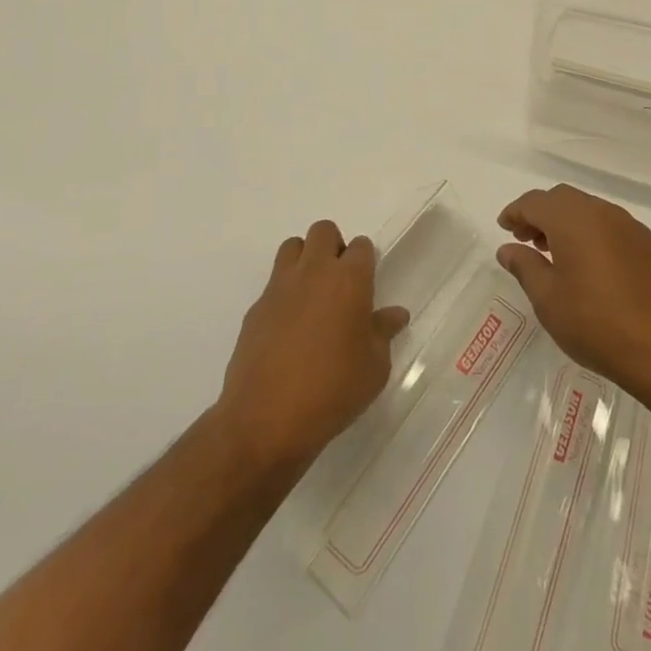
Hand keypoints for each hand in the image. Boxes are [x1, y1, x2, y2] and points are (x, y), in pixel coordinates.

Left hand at [216, 220, 409, 473]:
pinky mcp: (255, 308)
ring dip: (304, 260)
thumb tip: (395, 314)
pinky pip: (273, 284)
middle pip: (323, 231)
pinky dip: (283, 294)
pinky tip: (289, 330)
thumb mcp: (374, 368)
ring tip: (312, 296)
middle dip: (334, 247)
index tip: (367, 285)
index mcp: (349, 280)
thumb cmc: (333, 390)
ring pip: (292, 246)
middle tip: (340, 283)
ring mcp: (279, 287)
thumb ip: (384, 333)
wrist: (266, 419)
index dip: (365, 261)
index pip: (361, 246)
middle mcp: (314, 272)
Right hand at [496, 185, 650, 411]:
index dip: (515, 212)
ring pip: (588, 209)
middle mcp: (602, 212)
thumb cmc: (596, 324)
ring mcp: (630, 226)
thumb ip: (525, 266)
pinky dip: (590, 232)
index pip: (535, 201)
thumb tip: (508, 248)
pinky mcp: (648, 245)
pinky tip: (587, 264)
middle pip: (562, 199)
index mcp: (573, 220)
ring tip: (554, 253)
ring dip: (565, 222)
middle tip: (526, 240)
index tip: (504, 228)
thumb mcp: (548, 300)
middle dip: (540, 214)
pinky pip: (609, 225)